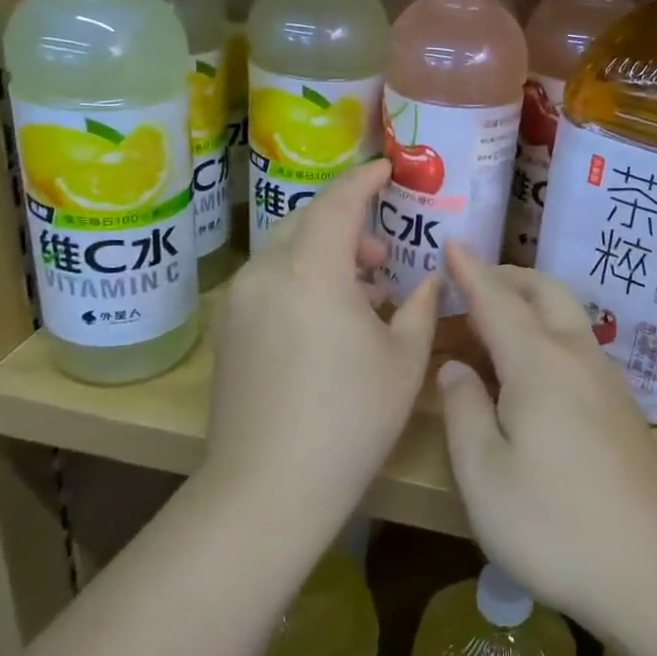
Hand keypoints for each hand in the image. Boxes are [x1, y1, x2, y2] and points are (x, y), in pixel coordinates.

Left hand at [205, 160, 438, 539]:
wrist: (268, 487)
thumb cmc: (350, 419)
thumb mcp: (403, 360)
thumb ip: (419, 307)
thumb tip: (430, 278)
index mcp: (312, 272)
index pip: (337, 203)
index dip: (364, 180)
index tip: (387, 168)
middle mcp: (266, 273)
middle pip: (306, 222)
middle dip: (346, 222)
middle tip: (383, 251)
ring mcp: (239, 302)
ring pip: (285, 253)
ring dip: (324, 255)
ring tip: (364, 290)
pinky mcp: (227, 330)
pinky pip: (269, 282)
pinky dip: (301, 280)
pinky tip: (328, 318)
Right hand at [437, 246, 656, 634]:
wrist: (655, 572)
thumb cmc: (555, 525)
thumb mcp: (484, 475)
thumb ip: (464, 411)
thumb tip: (455, 367)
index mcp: (538, 362)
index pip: (496, 299)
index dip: (470, 271)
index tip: (451, 242)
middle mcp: (577, 356)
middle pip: (543, 292)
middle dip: (505, 278)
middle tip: (468, 284)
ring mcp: (607, 381)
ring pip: (566, 316)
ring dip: (528, 305)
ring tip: (492, 326)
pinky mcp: (622, 409)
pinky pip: (577, 345)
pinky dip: (546, 333)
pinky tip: (531, 370)